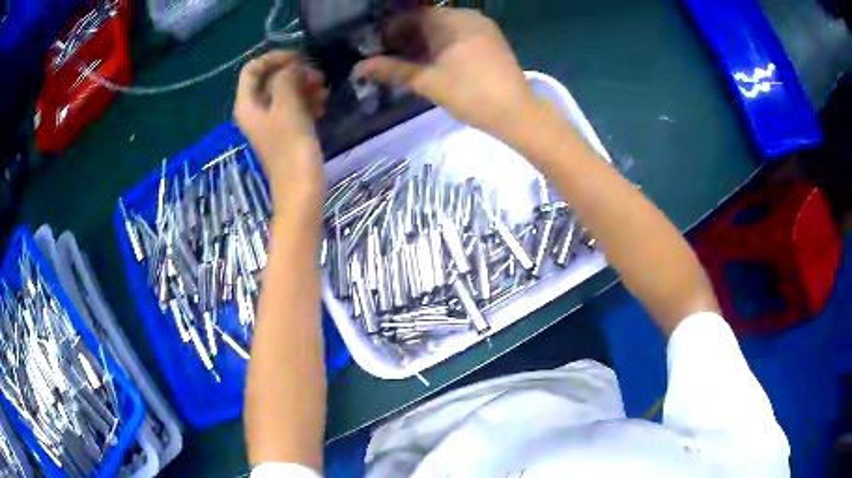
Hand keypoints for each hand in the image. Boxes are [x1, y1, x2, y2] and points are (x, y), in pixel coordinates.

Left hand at [235, 51, 327, 203]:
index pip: (252, 69)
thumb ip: (286, 78)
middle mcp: (255, 111)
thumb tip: (293, 67)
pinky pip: (294, 107)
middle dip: (295, 73)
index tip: (299, 58)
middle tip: (318, 77)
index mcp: (247, 105)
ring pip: (285, 92)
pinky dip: (308, 102)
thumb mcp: (287, 106)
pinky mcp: (285, 131)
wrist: (301, 188)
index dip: (274, 58)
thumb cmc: (290, 147)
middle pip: (271, 79)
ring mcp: (271, 122)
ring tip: (324, 93)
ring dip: (305, 87)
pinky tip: (323, 106)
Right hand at [354, 8, 536, 138]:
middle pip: (429, 21)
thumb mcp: (427, 81)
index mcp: (450, 20)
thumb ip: (392, 70)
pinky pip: (460, 35)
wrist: (517, 113)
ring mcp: (483, 28)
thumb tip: (358, 68)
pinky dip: (443, 45)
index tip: (377, 47)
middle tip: (390, 58)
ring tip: (409, 63)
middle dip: (407, 37)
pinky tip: (434, 63)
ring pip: (445, 29)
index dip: (391, 30)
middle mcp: (468, 17)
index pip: (412, 16)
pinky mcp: (492, 41)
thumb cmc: (470, 94)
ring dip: (424, 43)